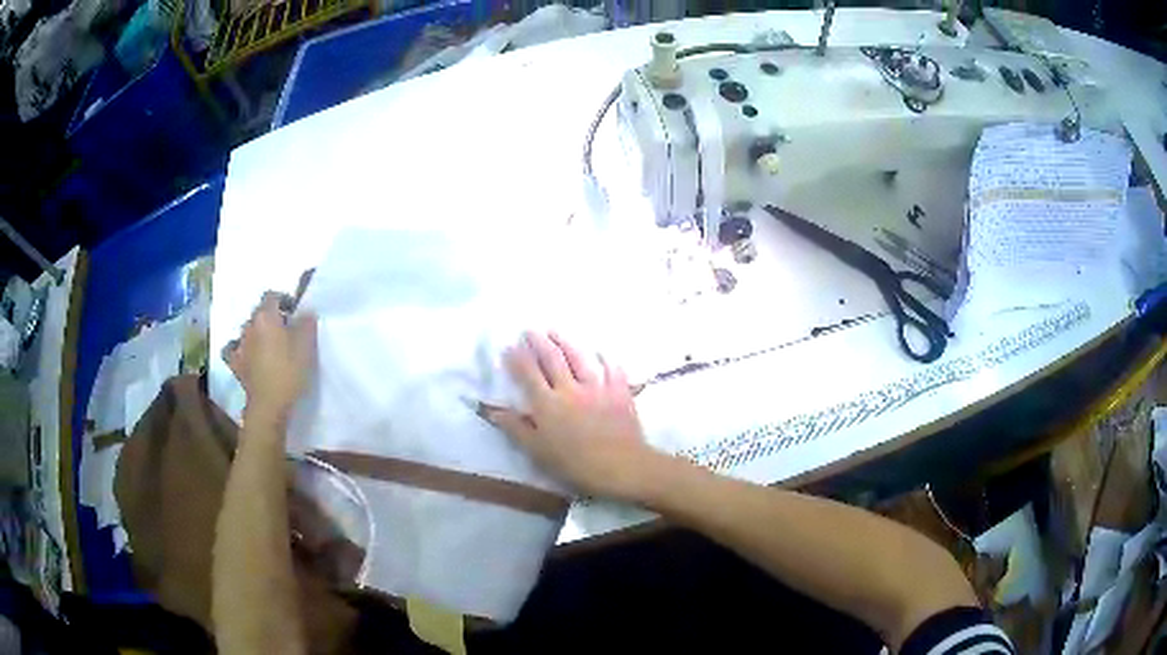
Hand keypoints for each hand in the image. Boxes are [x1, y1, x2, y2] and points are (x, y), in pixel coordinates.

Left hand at [225, 292, 316, 425]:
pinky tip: (245, 354)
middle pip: (259, 312)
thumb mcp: (307, 346)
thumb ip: (306, 323)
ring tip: (267, 346)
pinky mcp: (235, 363)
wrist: (269, 404)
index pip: (272, 295)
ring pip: (247, 329)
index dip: (283, 300)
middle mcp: (249, 325)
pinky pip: (233, 349)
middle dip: (270, 317)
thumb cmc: (289, 372)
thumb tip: (305, 312)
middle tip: (284, 330)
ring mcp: (239, 344)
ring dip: (256, 333)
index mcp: (266, 316)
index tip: (293, 312)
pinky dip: (239, 348)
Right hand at [483, 331, 655, 499]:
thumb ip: (515, 428)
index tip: (509, 346)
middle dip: (539, 343)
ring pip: (579, 358)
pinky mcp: (619, 392)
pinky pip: (612, 370)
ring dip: (565, 342)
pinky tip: (601, 352)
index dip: (518, 359)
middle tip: (530, 330)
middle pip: (552, 359)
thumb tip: (492, 409)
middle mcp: (570, 389)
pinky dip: (606, 359)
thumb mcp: (538, 450)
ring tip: (555, 331)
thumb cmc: (574, 462)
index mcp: (547, 404)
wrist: (619, 465)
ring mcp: (597, 387)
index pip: (528, 374)